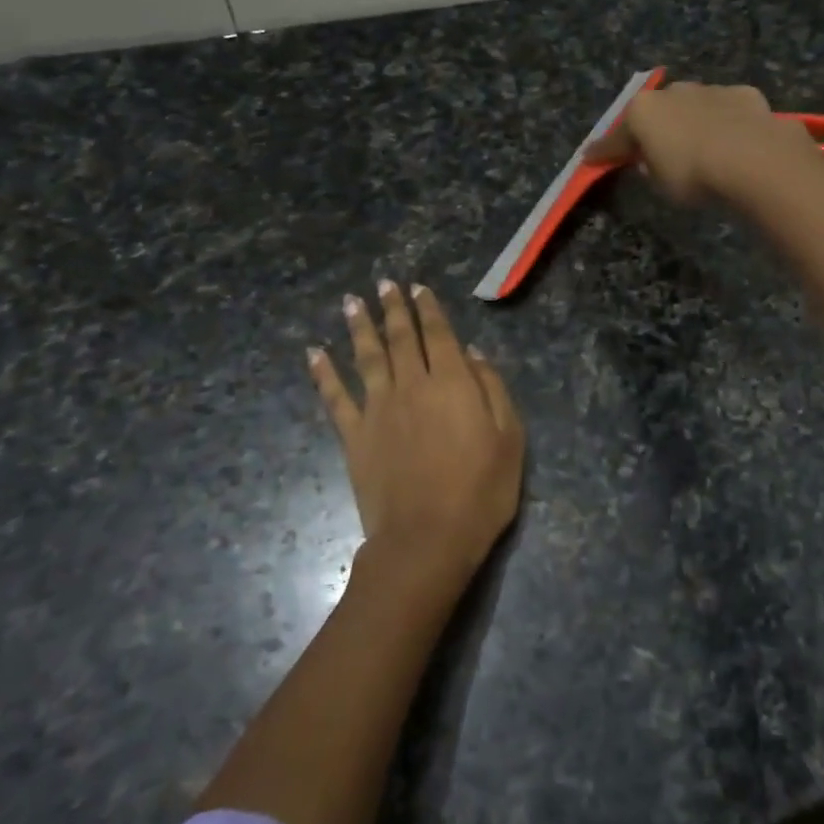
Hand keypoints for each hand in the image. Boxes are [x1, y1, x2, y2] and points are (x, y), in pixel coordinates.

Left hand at [308, 281, 524, 587]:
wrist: (427, 539)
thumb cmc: (480, 492)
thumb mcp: (509, 438)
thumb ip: (492, 389)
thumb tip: (472, 353)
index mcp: (451, 383)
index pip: (438, 334)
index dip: (428, 309)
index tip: (417, 288)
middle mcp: (411, 385)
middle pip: (400, 338)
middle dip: (393, 308)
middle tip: (383, 284)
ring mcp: (378, 409)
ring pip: (366, 357)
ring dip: (359, 327)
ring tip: (352, 303)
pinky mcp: (354, 436)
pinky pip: (334, 397)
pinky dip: (323, 373)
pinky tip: (314, 353)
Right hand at [583, 80, 815, 204]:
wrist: (754, 160)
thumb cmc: (693, 175)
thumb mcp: (659, 183)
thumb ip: (649, 167)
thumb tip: (650, 160)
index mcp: (643, 110)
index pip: (616, 136)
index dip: (603, 151)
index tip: (590, 159)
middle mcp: (674, 91)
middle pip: (657, 111)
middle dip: (654, 127)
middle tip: (655, 149)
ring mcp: (711, 89)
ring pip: (694, 105)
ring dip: (692, 121)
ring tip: (700, 144)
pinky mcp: (746, 95)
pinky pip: (728, 110)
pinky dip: (726, 123)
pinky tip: (734, 140)